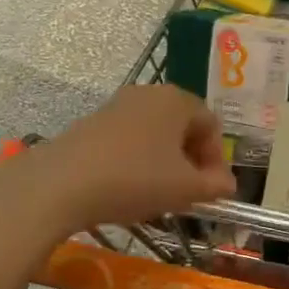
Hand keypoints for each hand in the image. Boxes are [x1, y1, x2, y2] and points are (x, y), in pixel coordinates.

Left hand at [7, 85, 236, 233]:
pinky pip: (129, 139)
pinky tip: (128, 188)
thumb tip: (228, 185)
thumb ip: (214, 186)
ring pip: (156, 133)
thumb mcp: (184, 189)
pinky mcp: (93, 122)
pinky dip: (138, 161)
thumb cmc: (134, 179)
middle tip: (189, 193)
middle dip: (192, 160)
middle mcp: (149, 93)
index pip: (212, 126)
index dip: (217, 160)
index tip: (211, 191)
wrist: (60, 184)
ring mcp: (118, 105)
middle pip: (183, 126)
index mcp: (177, 100)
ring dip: (165, 162)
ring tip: (159, 194)